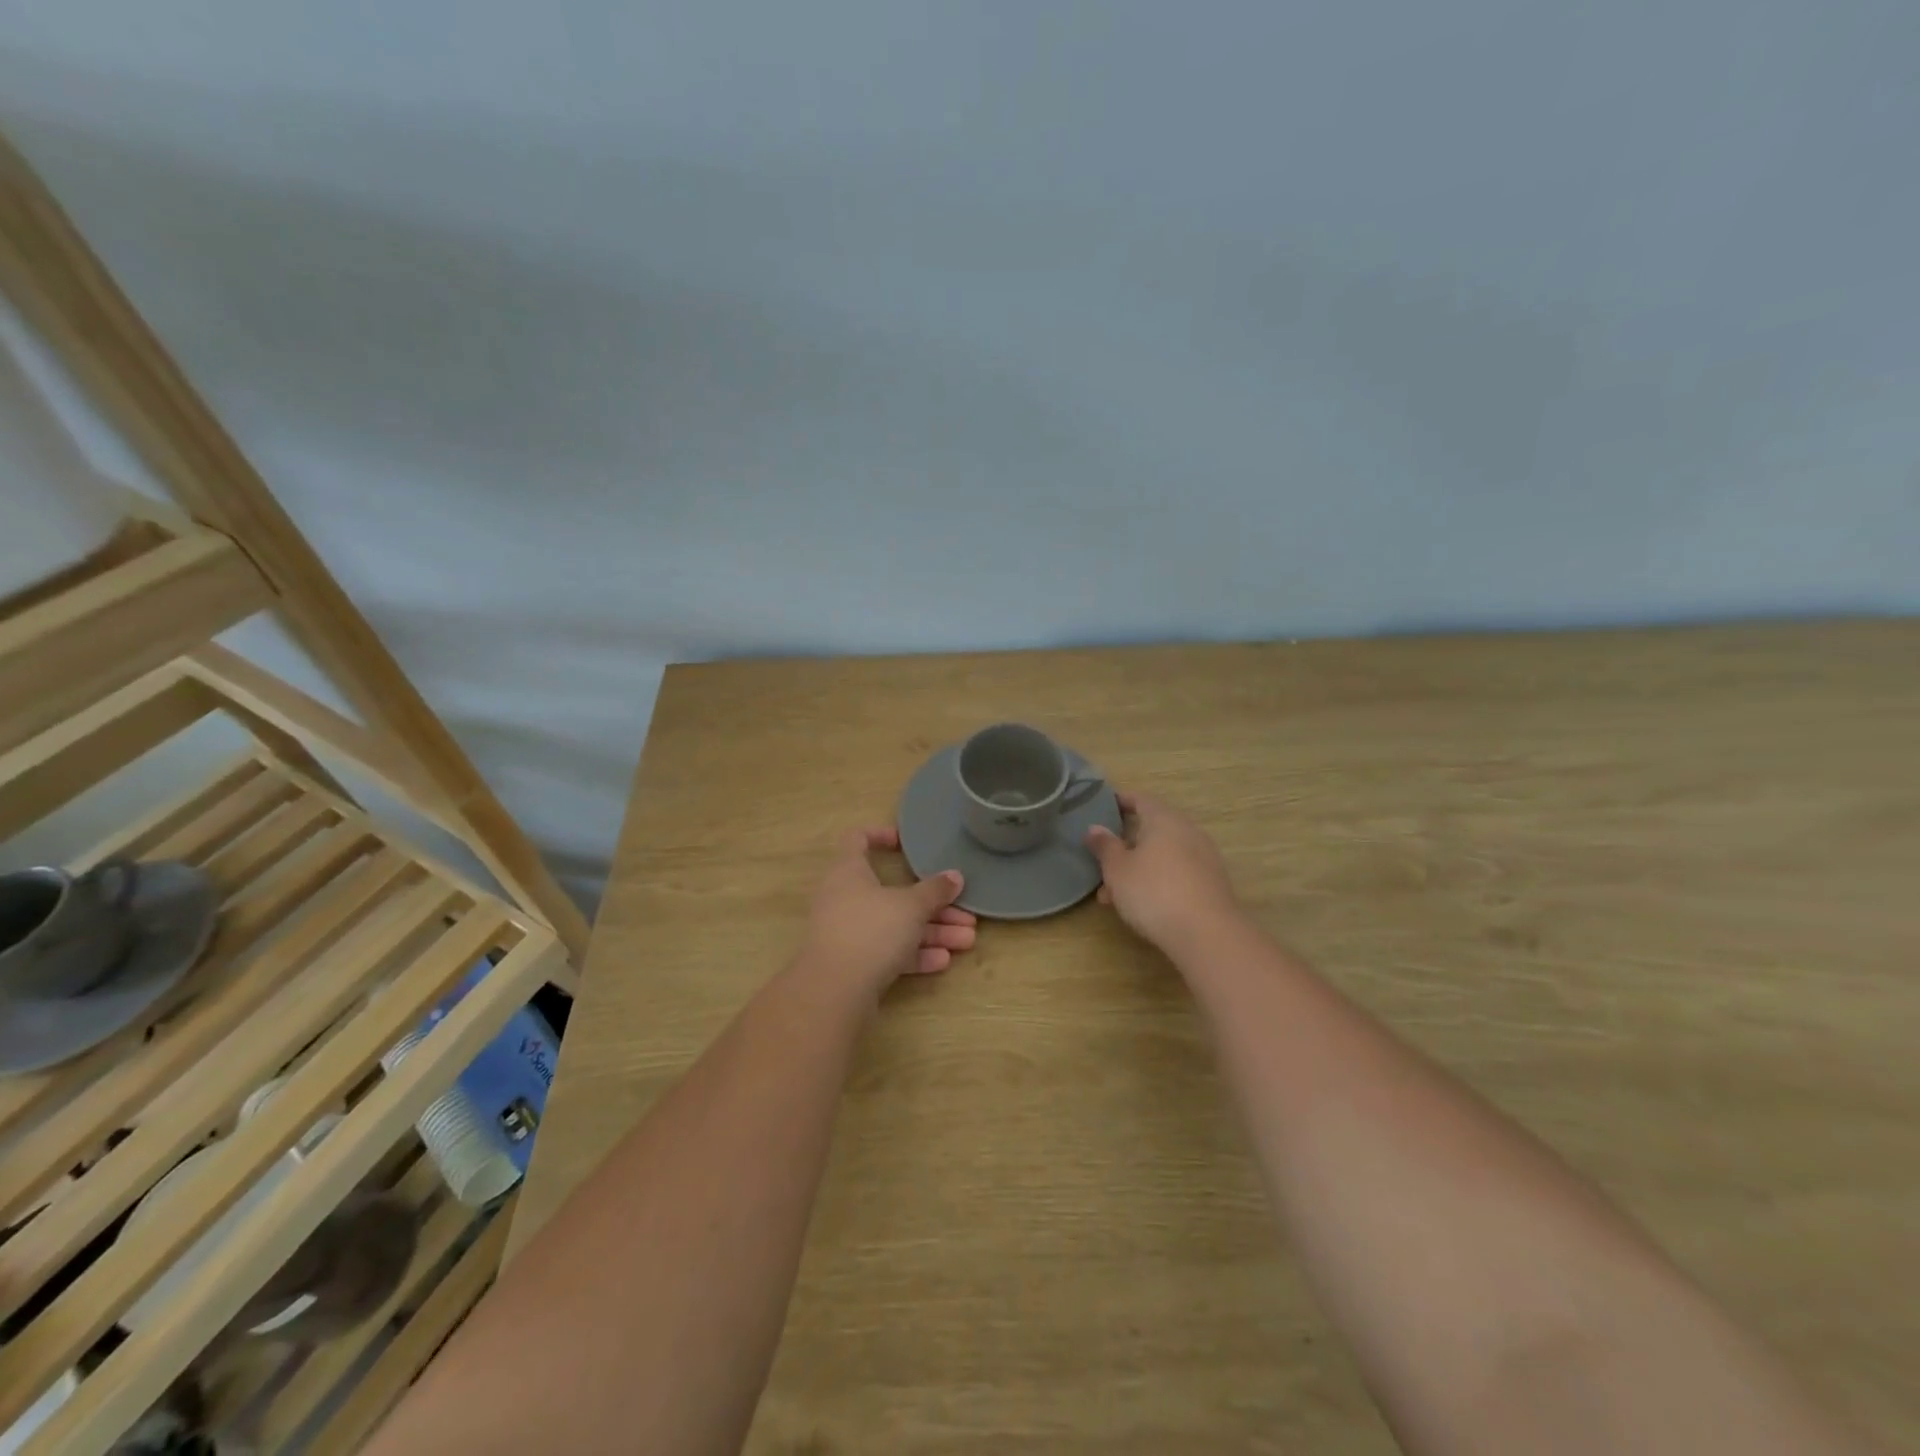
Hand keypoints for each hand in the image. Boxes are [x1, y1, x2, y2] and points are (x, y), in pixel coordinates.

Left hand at [797, 827, 977, 998]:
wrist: (834, 990)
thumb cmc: (871, 930)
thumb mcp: (911, 906)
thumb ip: (935, 891)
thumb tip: (955, 877)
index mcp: (849, 871)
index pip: (857, 839)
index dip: (879, 835)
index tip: (906, 844)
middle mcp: (845, 898)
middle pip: (892, 893)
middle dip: (933, 904)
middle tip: (965, 914)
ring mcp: (848, 932)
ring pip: (895, 925)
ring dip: (932, 932)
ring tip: (967, 941)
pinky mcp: (854, 963)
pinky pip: (888, 952)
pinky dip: (914, 954)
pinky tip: (943, 962)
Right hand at [1085, 792, 1242, 951]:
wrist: (1207, 934)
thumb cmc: (1154, 892)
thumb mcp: (1117, 869)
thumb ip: (1105, 846)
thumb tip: (1095, 828)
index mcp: (1164, 819)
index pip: (1140, 799)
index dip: (1121, 801)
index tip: (1104, 806)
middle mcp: (1188, 831)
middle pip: (1152, 830)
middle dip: (1125, 846)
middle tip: (1102, 861)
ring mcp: (1204, 858)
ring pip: (1163, 856)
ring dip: (1138, 869)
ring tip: (1113, 896)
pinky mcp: (1211, 883)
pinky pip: (1177, 873)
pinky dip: (1157, 881)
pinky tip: (1141, 906)